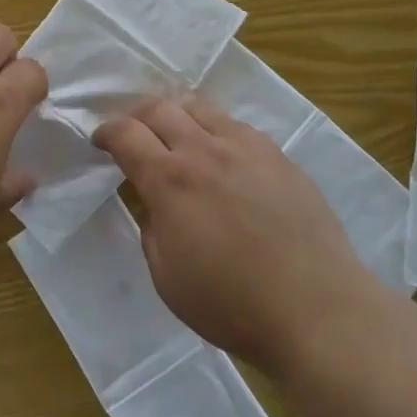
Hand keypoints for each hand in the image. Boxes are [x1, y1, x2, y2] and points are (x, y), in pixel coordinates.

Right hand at [94, 96, 363, 374]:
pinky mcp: (277, 155)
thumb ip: (151, 227)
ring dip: (176, 115)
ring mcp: (245, 146)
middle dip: (136, 114)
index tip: (100, 140)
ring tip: (174, 134)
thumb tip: (153, 201)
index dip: (106, 132)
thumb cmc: (232, 304)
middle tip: (132, 132)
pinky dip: (214, 130)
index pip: (126, 134)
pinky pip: (235, 126)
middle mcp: (204, 149)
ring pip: (200, 108)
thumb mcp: (166, 277)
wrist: (316, 308)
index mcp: (170, 180)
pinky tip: (220, 154)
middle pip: (160, 108)